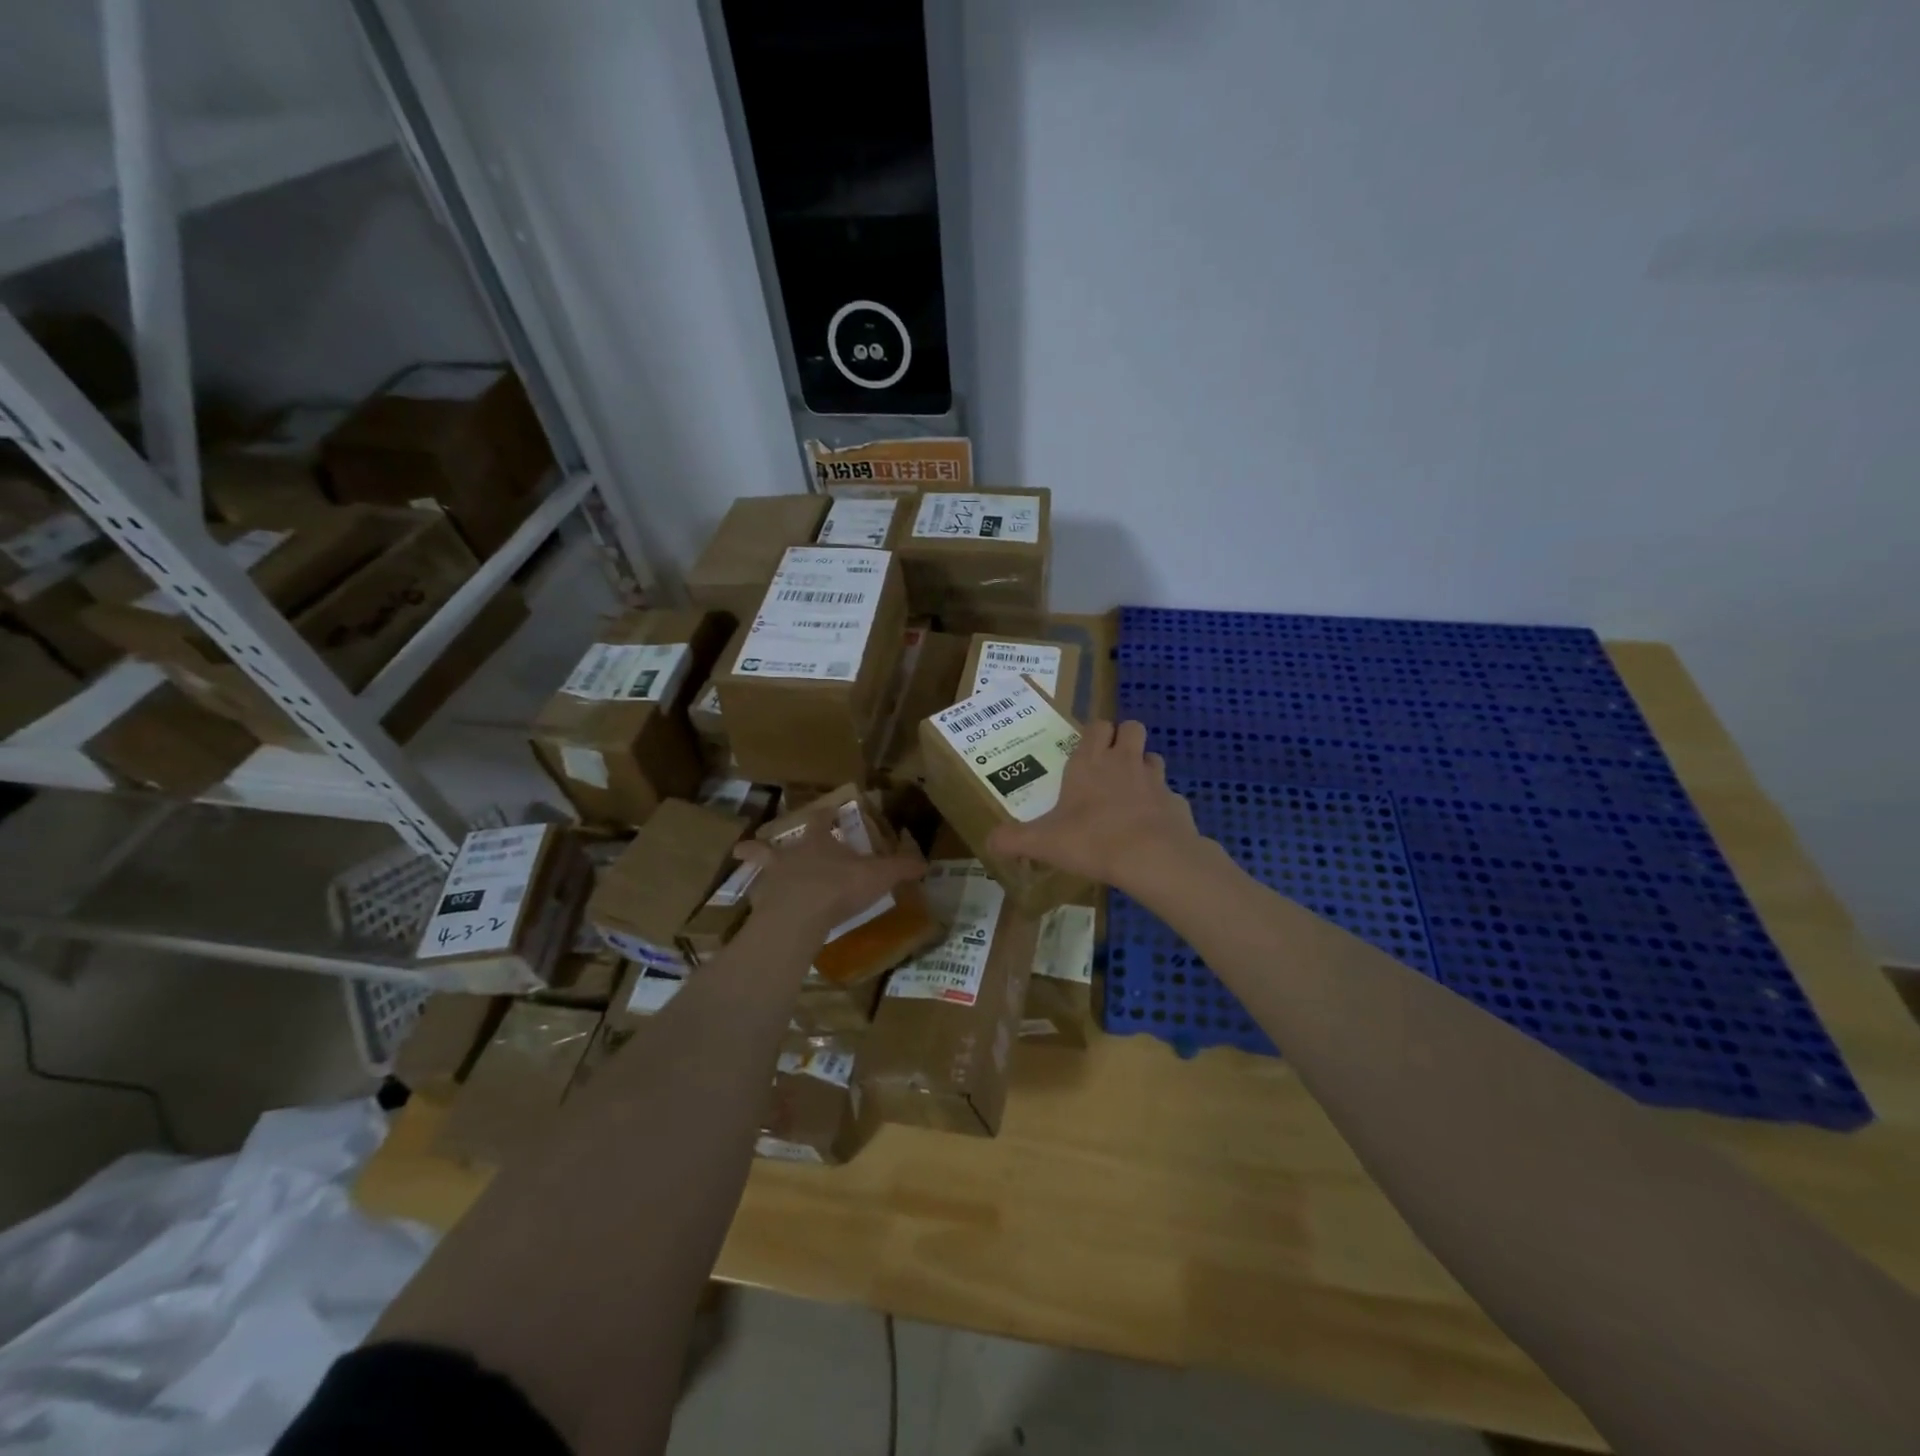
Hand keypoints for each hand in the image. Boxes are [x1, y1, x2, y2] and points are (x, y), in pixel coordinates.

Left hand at [732, 807, 924, 938]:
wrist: (798, 916)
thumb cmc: (839, 887)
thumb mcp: (878, 876)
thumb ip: (900, 868)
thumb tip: (925, 863)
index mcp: (818, 843)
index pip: (820, 821)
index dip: (824, 815)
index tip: (825, 810)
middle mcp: (790, 856)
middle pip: (773, 845)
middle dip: (766, 844)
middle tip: (750, 843)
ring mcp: (771, 880)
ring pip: (758, 868)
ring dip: (751, 865)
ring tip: (741, 862)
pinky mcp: (761, 906)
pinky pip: (757, 901)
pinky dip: (756, 902)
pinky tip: (756, 911)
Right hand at [986, 719, 1201, 889]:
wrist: (1153, 857)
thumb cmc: (1092, 839)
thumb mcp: (1044, 843)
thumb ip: (1014, 840)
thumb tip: (990, 842)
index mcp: (1090, 762)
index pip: (1097, 725)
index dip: (1094, 733)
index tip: (1086, 749)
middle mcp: (1124, 761)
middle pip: (1132, 727)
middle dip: (1123, 738)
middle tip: (1110, 763)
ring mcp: (1155, 779)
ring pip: (1153, 757)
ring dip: (1143, 767)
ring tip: (1131, 791)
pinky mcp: (1177, 801)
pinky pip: (1169, 794)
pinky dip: (1161, 804)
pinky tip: (1150, 825)